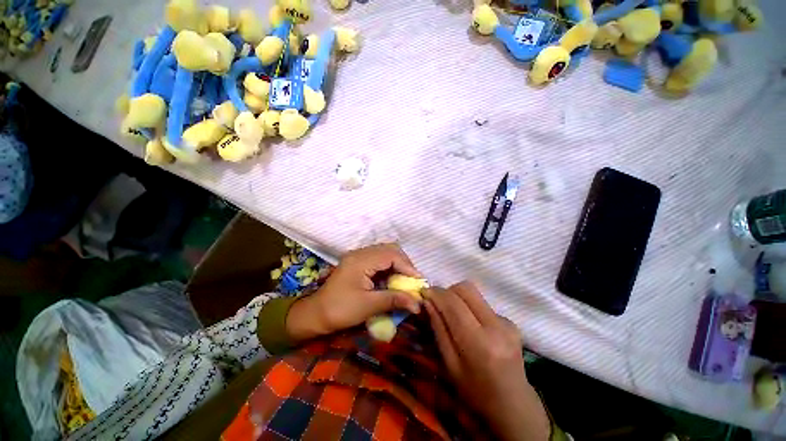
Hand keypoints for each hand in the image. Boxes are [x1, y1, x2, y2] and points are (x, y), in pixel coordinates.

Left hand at [286, 243, 422, 341]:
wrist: (315, 314)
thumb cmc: (340, 310)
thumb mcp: (369, 306)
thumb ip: (394, 300)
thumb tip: (418, 304)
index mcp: (361, 260)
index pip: (391, 255)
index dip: (407, 267)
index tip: (418, 282)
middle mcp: (360, 253)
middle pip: (389, 249)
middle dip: (404, 263)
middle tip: (412, 280)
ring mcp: (358, 256)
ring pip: (385, 252)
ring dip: (397, 264)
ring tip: (405, 279)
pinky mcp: (358, 262)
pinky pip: (379, 258)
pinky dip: (389, 266)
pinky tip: (393, 278)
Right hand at [425, 282, 549, 440]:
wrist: (513, 404)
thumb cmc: (475, 391)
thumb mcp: (449, 364)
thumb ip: (438, 329)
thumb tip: (427, 302)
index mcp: (479, 342)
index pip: (453, 303)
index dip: (436, 293)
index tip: (424, 292)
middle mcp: (496, 326)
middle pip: (466, 289)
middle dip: (447, 291)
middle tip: (437, 302)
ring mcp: (506, 322)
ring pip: (474, 293)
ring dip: (458, 297)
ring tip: (452, 314)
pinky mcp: (511, 321)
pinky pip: (482, 304)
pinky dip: (470, 307)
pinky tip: (471, 325)